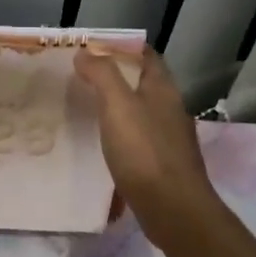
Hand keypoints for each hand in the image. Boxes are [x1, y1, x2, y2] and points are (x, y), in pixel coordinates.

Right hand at [74, 47, 223, 238]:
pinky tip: (102, 143)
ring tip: (86, 107)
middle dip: (116, 76)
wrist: (173, 209)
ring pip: (141, 112)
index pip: (146, 55)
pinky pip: (138, 139)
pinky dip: (121, 134)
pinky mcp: (162, 164)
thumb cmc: (145, 151)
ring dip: (118, 107)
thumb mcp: (118, 105)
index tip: (93, 47)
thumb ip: (102, 75)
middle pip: (143, 83)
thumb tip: (86, 52)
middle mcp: (170, 109)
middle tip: (82, 77)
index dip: (122, 47)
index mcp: (163, 89)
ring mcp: (168, 138)